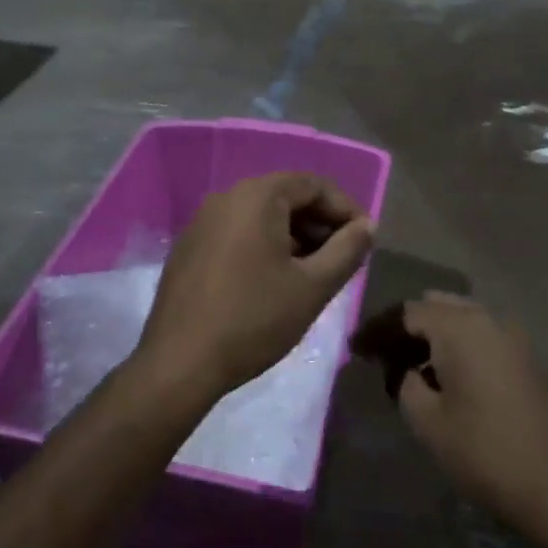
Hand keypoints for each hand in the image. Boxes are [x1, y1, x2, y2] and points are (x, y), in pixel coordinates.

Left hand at [137, 173, 374, 401]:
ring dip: (293, 236)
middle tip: (342, 258)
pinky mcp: (189, 247)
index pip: (313, 184)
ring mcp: (201, 221)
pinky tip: (274, 281)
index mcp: (256, 196)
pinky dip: (264, 245)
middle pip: (285, 196)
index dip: (345, 208)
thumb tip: (367, 226)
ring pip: (260, 216)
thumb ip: (347, 250)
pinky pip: (237, 232)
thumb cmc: (254, 319)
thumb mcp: (313, 287)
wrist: (180, 363)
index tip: (364, 240)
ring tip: (313, 273)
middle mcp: (225, 197)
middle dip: (319, 223)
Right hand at [353, 294, 547, 547]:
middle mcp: (490, 321)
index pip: (407, 313)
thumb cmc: (488, 455)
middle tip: (385, 357)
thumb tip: (405, 370)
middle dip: (408, 328)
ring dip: (437, 339)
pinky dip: (463, 350)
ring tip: (415, 372)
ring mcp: (518, 340)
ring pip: (465, 322)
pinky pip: (487, 341)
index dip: (377, 330)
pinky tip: (454, 383)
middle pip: (438, 308)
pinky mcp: (534, 364)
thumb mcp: (429, 423)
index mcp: (460, 328)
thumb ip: (406, 384)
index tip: (355, 350)